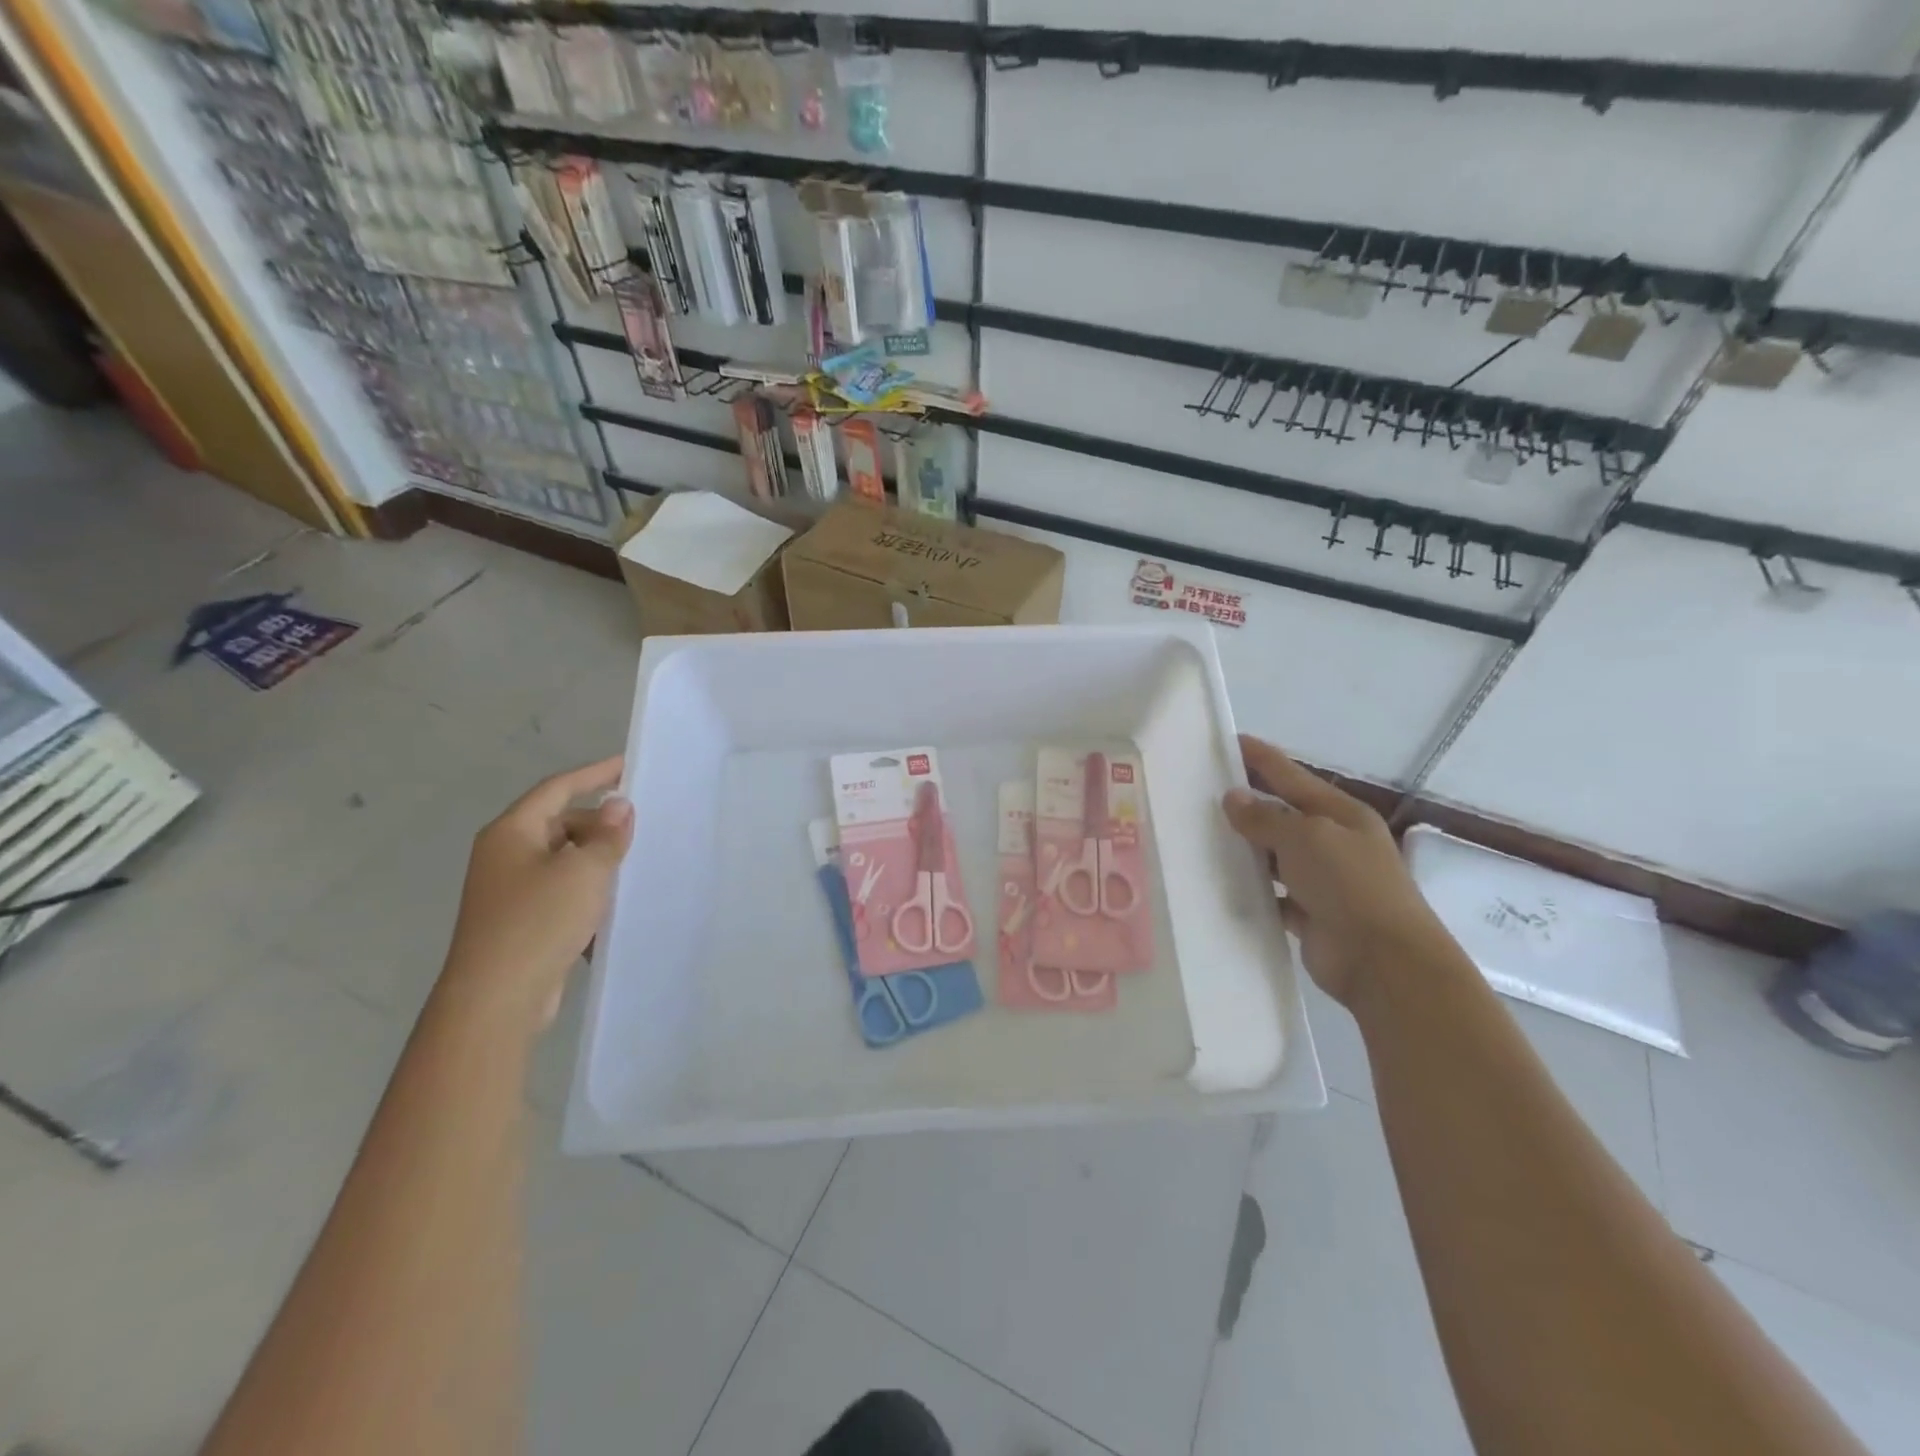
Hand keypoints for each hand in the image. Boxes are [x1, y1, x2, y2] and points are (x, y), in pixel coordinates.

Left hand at [437, 757, 633, 1034]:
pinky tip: (613, 906)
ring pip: (562, 860)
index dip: (594, 773)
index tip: (628, 765)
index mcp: (512, 832)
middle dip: (599, 823)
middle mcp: (505, 855)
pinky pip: (560, 892)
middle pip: (559, 824)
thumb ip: (607, 835)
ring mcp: (509, 891)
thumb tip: (618, 806)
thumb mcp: (585, 870)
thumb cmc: (539, 921)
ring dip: (595, 860)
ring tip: (634, 864)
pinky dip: (586, 892)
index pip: (557, 789)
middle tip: (640, 828)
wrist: (497, 999)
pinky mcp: (519, 922)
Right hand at [1222, 735, 1452, 1007]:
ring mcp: (1323, 881)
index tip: (1227, 741)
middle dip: (1247, 803)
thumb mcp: (1306, 838)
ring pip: (1274, 855)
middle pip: (1282, 814)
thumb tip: (1233, 798)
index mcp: (1341, 814)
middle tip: (1201, 792)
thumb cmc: (1349, 885)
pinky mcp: (1310, 914)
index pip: (1291, 775)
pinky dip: (1251, 889)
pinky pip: (1272, 894)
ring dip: (1246, 848)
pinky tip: (1220, 883)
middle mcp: (1333, 842)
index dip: (1260, 757)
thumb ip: (1266, 818)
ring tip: (1200, 836)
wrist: (1384, 962)